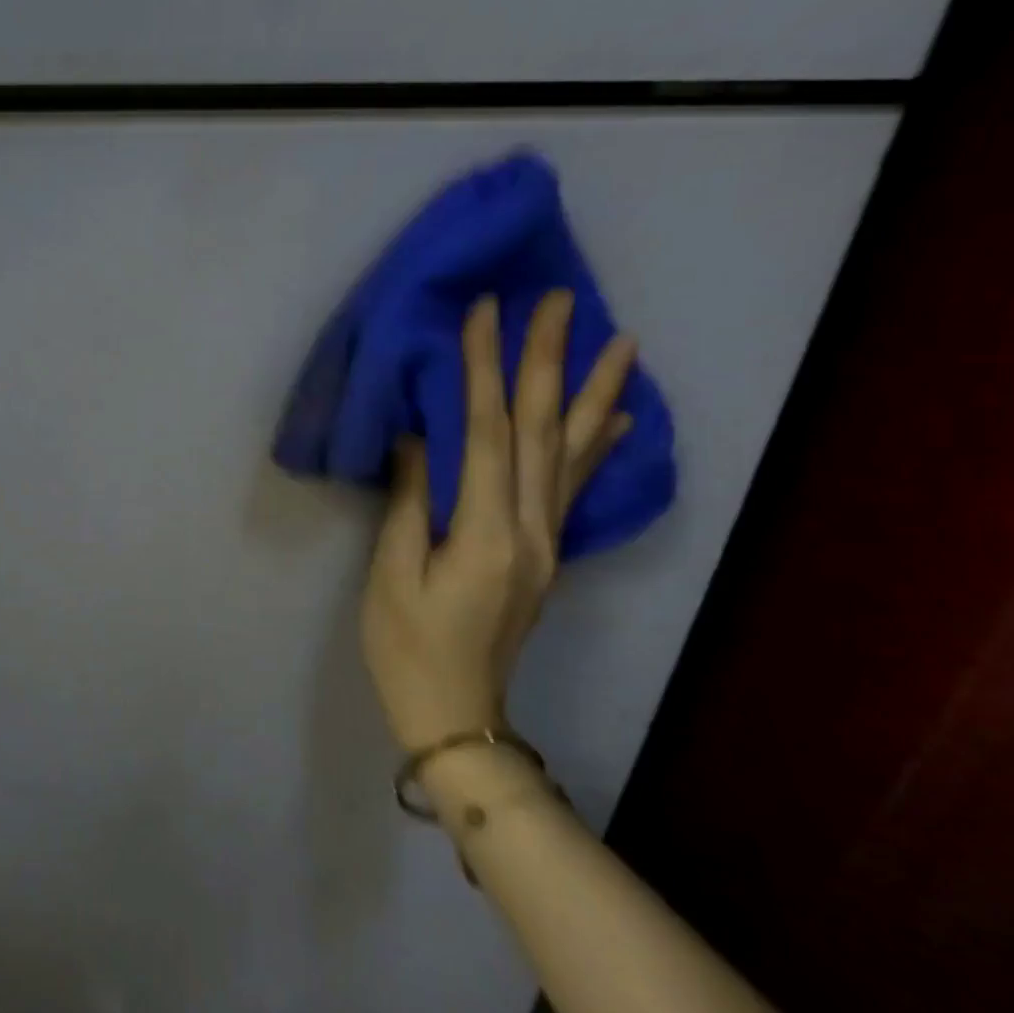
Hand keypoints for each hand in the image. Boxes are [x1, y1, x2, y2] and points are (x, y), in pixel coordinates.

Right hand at [360, 291, 635, 753]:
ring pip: (573, 455)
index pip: (488, 434)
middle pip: (542, 432)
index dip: (485, 370)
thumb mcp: (393, 574)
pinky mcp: (543, 552)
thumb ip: (412, 502)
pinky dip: (599, 447)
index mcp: (487, 535)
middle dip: (548, 361)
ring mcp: (546, 542)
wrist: (454, 713)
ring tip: (621, 341)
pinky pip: (576, 487)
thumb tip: (421, 438)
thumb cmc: (406, 645)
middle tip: (561, 299)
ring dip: (592, 393)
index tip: (485, 313)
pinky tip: (617, 419)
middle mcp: (532, 531)